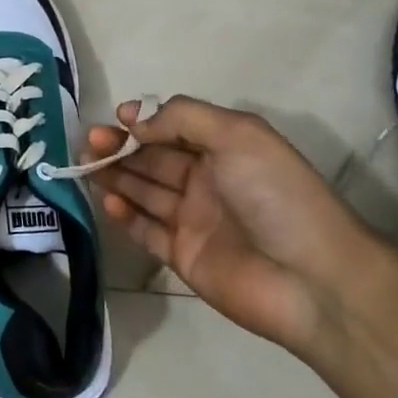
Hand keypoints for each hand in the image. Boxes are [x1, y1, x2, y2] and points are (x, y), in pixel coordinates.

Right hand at [86, 96, 387, 353]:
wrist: (312, 279)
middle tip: (89, 143)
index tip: (117, 119)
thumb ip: (181, 118)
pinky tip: (108, 201)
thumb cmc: (275, 195)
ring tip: (85, 166)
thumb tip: (134, 121)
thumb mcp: (236, 135)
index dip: (143, 121)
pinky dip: (125, 215)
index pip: (173, 127)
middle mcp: (207, 179)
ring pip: (144, 191)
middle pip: (153, 158)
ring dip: (115, 176)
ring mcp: (194, 219)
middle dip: (120, 147)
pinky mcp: (183, 256)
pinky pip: (146, 230)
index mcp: (225, 148)